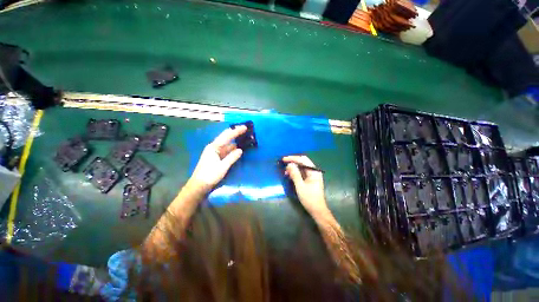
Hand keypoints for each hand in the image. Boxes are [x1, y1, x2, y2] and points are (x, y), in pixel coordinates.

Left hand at [189, 125, 246, 191]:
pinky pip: (225, 152)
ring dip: (234, 143)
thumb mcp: (222, 167)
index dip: (236, 131)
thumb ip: (232, 158)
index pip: (226, 136)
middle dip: (235, 134)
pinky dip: (231, 150)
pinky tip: (237, 150)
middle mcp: (213, 148)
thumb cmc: (209, 175)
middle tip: (245, 131)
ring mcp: (213, 153)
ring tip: (244, 140)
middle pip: (225, 138)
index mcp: (213, 147)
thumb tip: (240, 150)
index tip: (245, 127)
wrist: (199, 185)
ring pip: (226, 145)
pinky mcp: (214, 159)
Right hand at [282, 155, 328, 216]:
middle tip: (283, 163)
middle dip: (293, 161)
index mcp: (314, 171)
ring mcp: (313, 176)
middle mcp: (314, 172)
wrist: (317, 209)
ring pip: (302, 168)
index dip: (293, 158)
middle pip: (303, 162)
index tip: (283, 159)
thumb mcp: (300, 186)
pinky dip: (296, 173)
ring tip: (285, 171)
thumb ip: (295, 174)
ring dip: (294, 167)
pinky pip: (302, 173)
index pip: (303, 160)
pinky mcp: (310, 181)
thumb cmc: (309, 198)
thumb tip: (289, 164)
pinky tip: (290, 175)